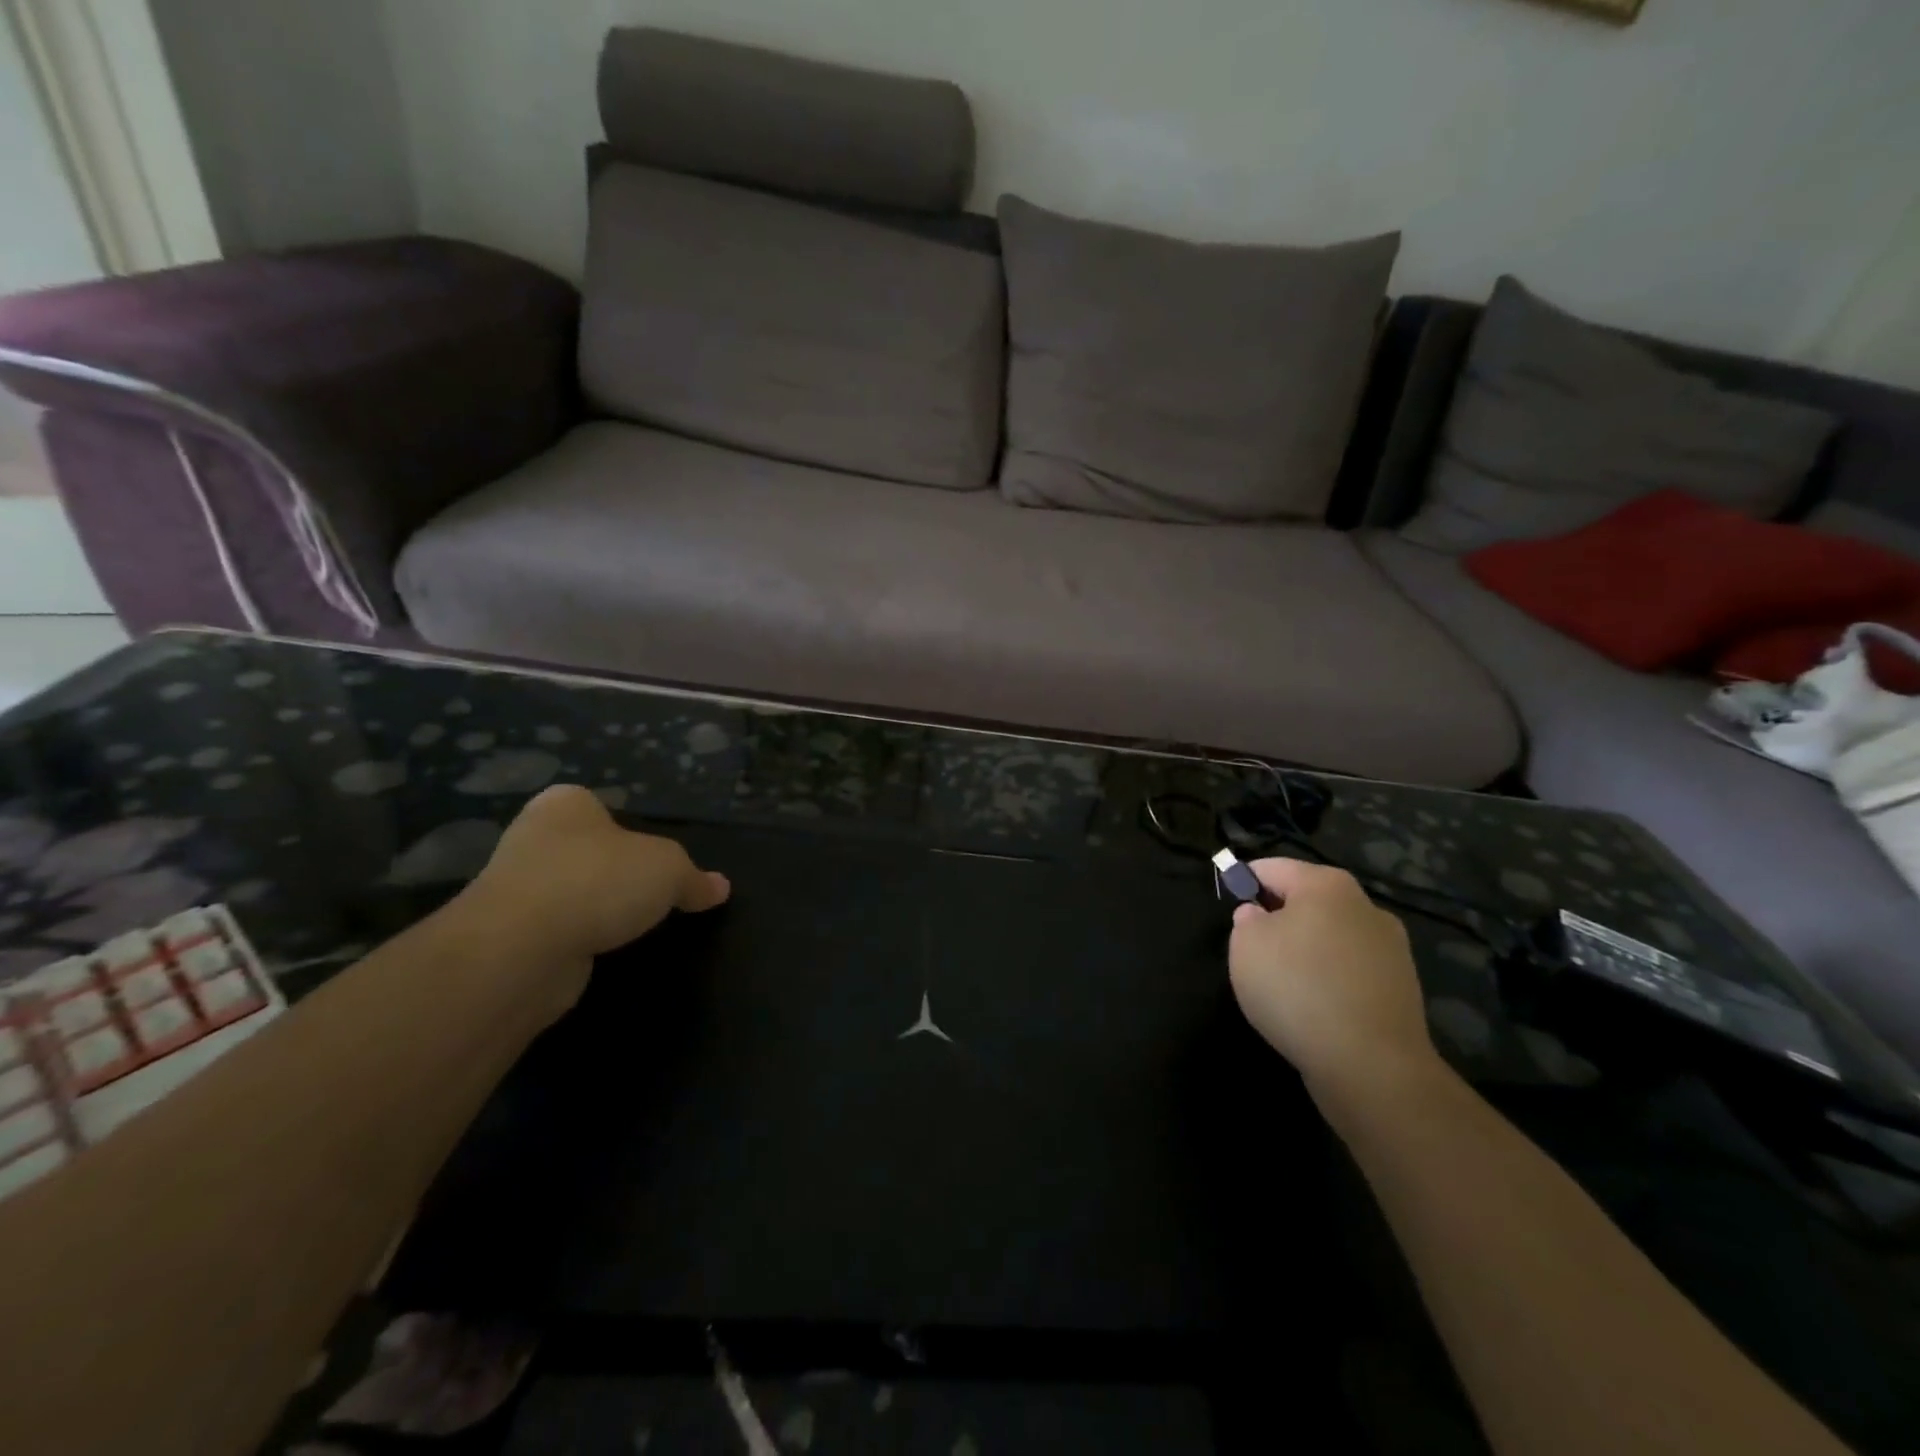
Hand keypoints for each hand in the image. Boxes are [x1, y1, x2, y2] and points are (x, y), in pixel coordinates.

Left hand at [459, 785, 729, 975]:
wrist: (520, 949)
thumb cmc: (598, 881)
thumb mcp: (668, 868)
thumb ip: (694, 878)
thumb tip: (720, 887)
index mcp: (565, 805)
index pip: (598, 806)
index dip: (630, 830)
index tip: (655, 858)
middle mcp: (532, 839)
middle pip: (586, 852)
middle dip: (614, 873)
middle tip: (652, 894)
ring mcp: (514, 891)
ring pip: (570, 895)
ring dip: (594, 911)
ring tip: (632, 929)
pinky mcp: (508, 940)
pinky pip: (557, 934)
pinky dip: (579, 943)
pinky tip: (603, 954)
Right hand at [1227, 859, 1438, 1097]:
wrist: (1371, 1064)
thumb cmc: (1297, 989)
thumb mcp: (1245, 946)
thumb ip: (1246, 920)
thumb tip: (1260, 917)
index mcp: (1326, 884)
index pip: (1272, 868)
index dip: (1244, 882)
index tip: (1229, 908)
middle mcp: (1365, 905)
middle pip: (1308, 900)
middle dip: (1279, 917)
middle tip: (1252, 948)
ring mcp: (1391, 947)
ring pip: (1331, 935)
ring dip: (1307, 949)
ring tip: (1283, 983)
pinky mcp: (1402, 987)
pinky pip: (1351, 969)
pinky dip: (1329, 978)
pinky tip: (1314, 1006)